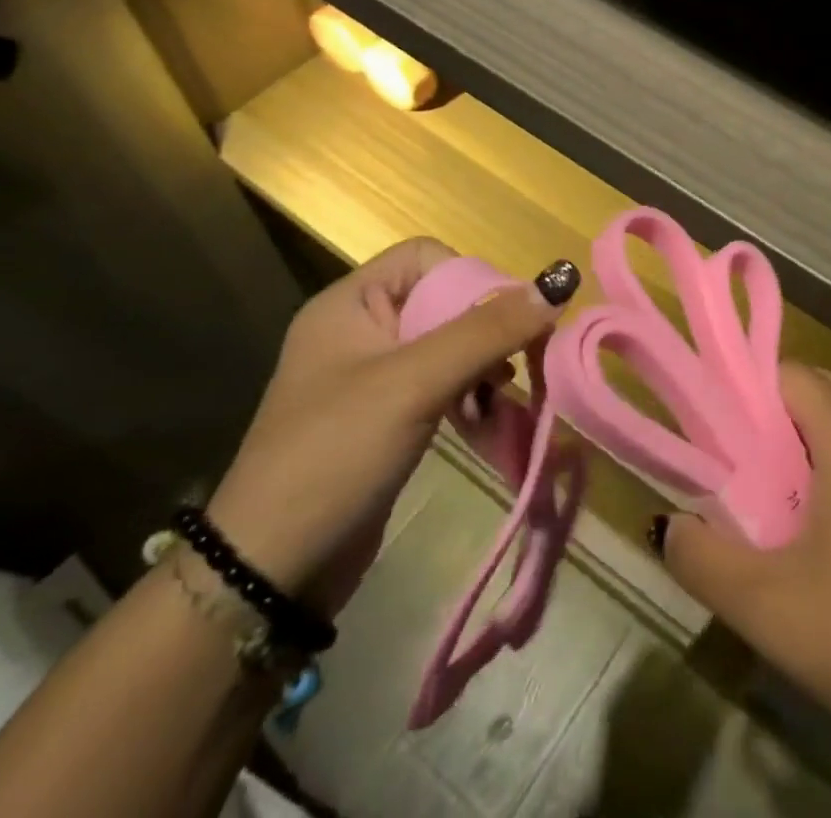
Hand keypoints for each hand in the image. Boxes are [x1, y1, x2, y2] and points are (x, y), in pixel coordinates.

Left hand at [207, 239, 575, 616]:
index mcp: (350, 303)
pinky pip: (441, 381)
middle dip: (486, 326)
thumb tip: (559, 280)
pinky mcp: (385, 415)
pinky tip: (487, 415)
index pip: (427, 257)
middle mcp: (360, 328)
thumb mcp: (415, 384)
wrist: (271, 573)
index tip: (508, 319)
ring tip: (502, 393)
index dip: (471, 278)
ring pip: (448, 342)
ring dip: (483, 362)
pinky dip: (470, 392)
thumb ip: (487, 329)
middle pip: (443, 299)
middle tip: (517, 360)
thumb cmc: (336, 455)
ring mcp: (371, 374)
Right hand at [657, 365, 830, 768]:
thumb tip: (669, 526)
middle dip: (772, 422)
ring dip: (808, 450)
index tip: (713, 435)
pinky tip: (828, 537)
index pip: (789, 374)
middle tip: (736, 473)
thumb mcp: (769, 608)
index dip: (745, 394)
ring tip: (774, 505)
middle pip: (820, 393)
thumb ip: (703, 560)